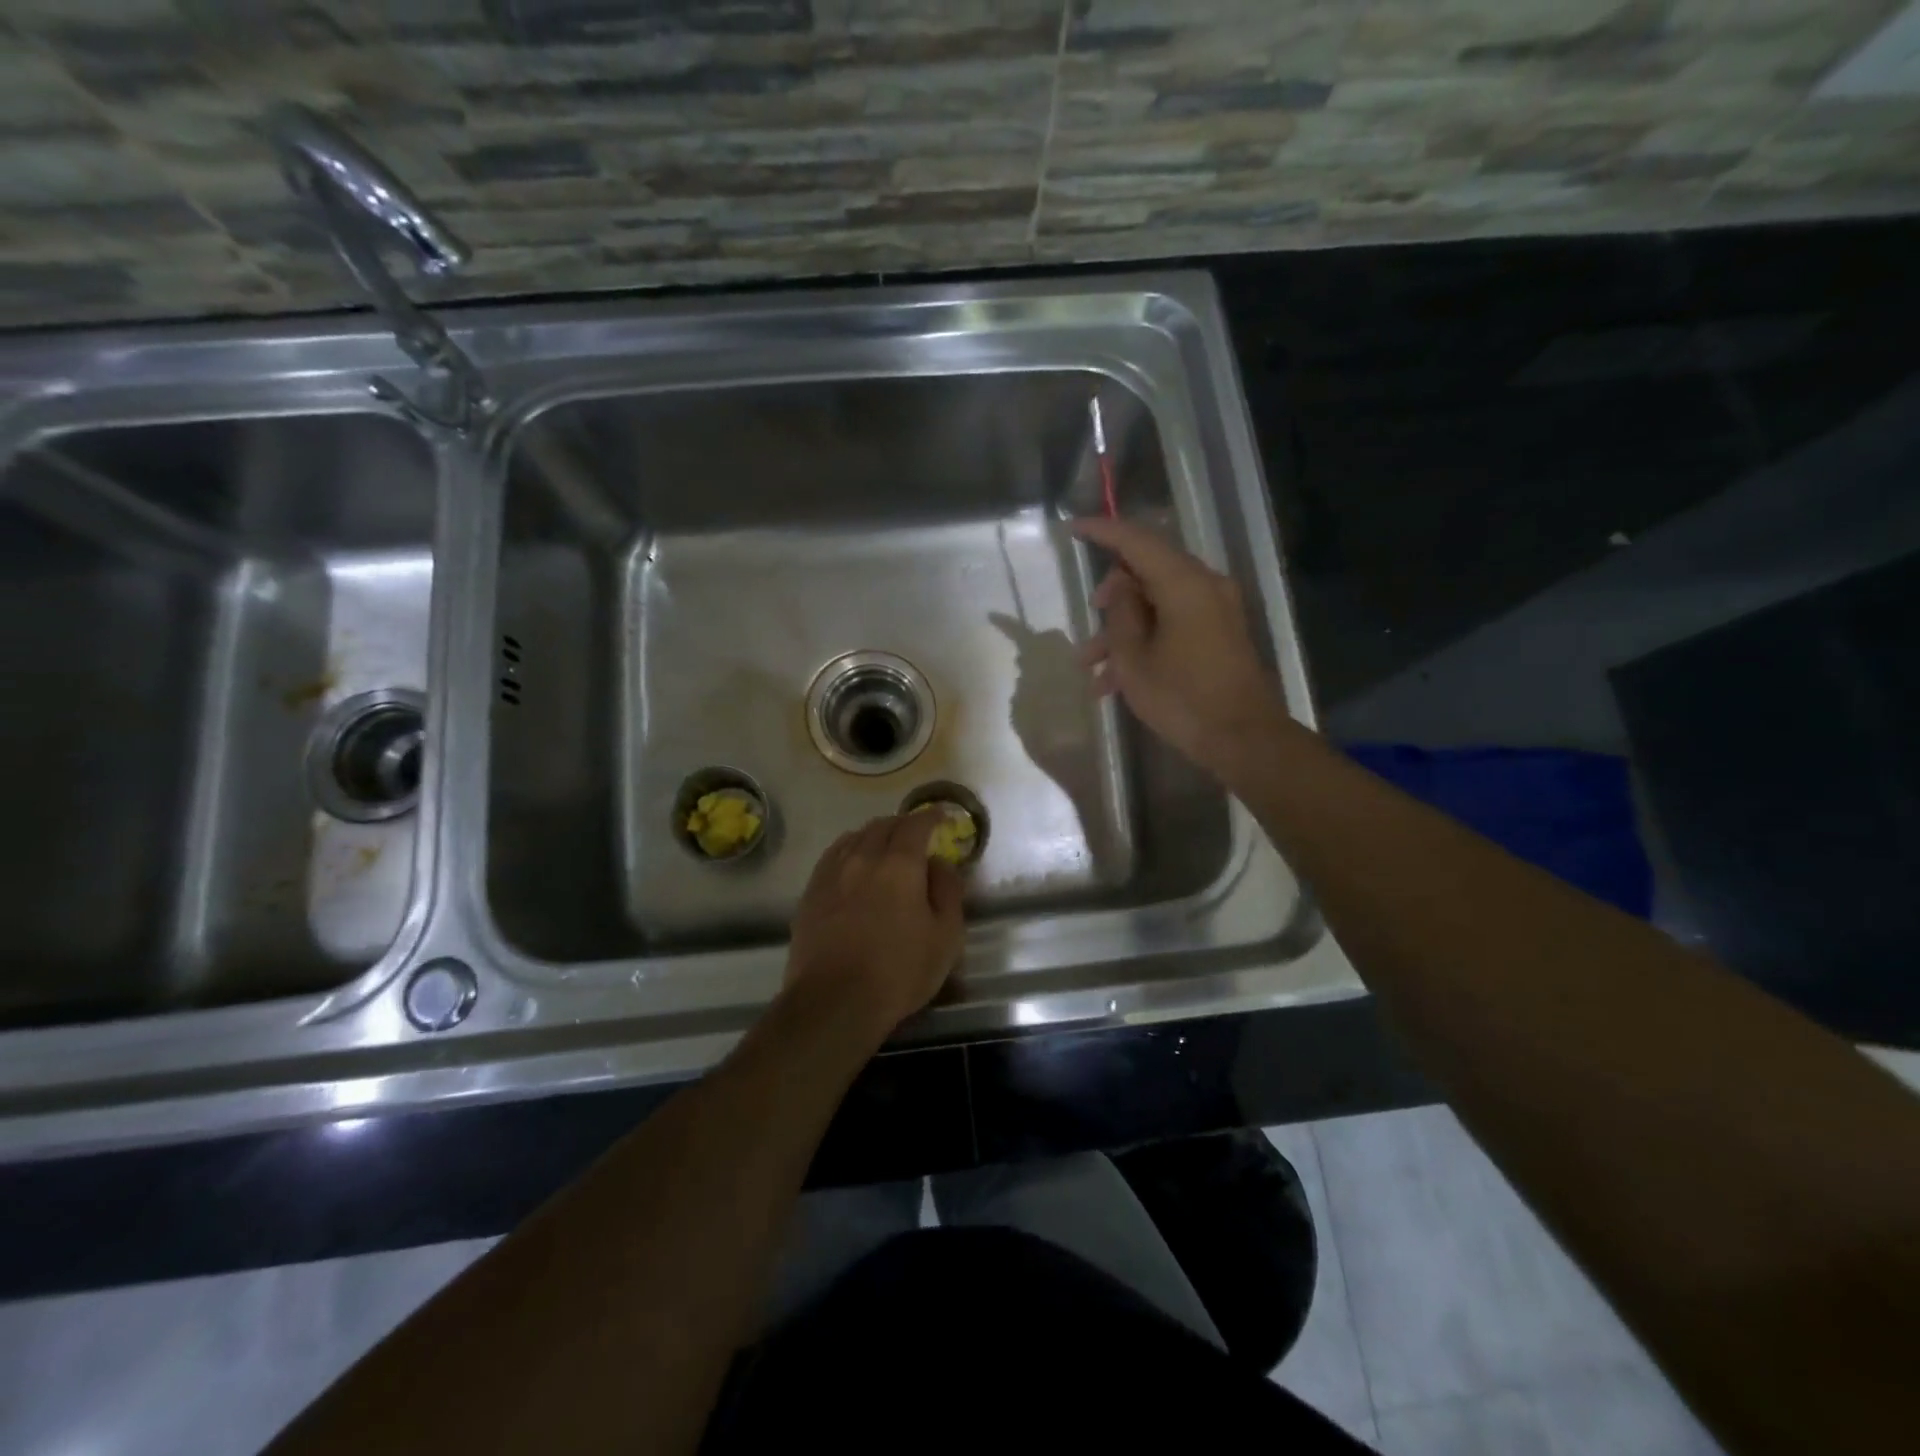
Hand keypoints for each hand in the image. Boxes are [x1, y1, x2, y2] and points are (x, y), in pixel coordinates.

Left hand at [785, 813, 964, 1038]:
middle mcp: (863, 858)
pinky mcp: (810, 893)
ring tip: (884, 846)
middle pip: (882, 826)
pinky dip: (849, 850)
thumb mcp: (945, 937)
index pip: (915, 825)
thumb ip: (948, 891)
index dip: (930, 816)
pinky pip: (833, 856)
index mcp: (899, 864)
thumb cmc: (899, 971)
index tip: (940, 816)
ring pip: (855, 837)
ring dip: (874, 835)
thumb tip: (939, 863)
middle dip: (903, 824)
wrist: (834, 1002)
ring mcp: (831, 873)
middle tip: (916, 834)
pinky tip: (852, 864)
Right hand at [1073, 516, 1287, 776]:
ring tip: (1090, 666)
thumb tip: (1122, 589)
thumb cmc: (1182, 698)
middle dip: (1112, 597)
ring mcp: (1216, 610)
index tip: (1073, 529)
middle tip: (1089, 621)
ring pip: (1157, 603)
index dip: (1103, 531)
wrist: (1243, 738)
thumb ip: (1121, 614)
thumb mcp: (1134, 659)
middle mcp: (1205, 586)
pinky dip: (1145, 640)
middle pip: (1148, 571)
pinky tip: (1114, 681)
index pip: (1137, 541)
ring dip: (1123, 629)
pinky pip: (1173, 623)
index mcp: (1184, 584)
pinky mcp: (1220, 634)